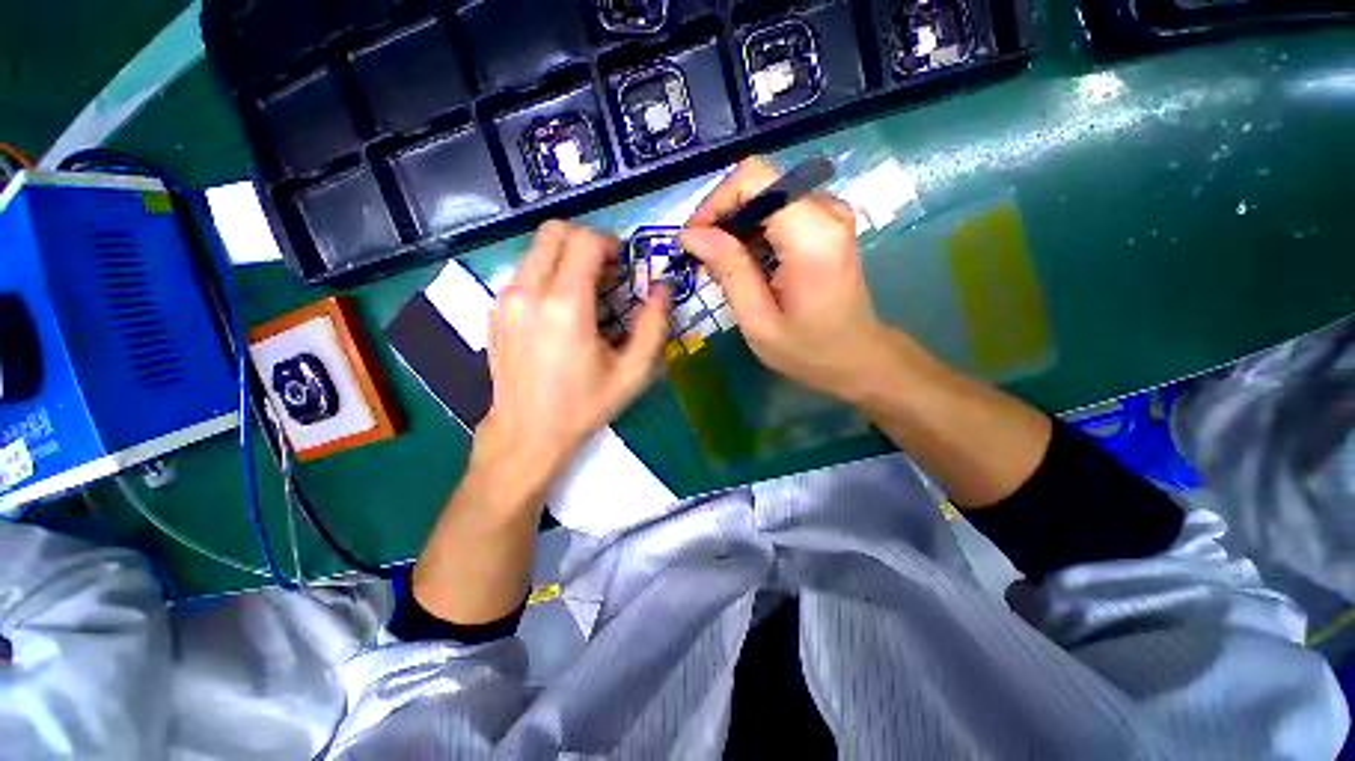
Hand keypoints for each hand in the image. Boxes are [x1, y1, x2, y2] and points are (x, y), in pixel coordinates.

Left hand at [474, 220, 669, 505]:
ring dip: (566, 259)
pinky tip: (560, 313)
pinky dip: (547, 277)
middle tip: (606, 272)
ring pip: (537, 250)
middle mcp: (528, 292)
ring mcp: (504, 300)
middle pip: (554, 231)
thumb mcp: (632, 372)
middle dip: (586, 242)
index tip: (623, 267)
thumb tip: (663, 289)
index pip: (585, 240)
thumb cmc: (583, 406)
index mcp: (565, 306)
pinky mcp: (494, 311)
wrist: (527, 434)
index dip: (610, 243)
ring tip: (586, 294)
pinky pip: (524, 274)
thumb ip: (654, 326)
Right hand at [679, 157, 896, 401]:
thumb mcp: (758, 320)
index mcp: (811, 235)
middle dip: (723, 215)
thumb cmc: (808, 350)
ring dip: (736, 224)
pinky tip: (746, 262)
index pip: (754, 180)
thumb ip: (728, 270)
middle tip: (702, 255)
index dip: (715, 202)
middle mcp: (827, 211)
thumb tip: (691, 234)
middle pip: (759, 183)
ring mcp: (831, 214)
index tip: (694, 239)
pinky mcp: (828, 223)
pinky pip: (780, 208)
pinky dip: (755, 229)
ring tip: (722, 264)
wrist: (858, 358)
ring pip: (766, 194)